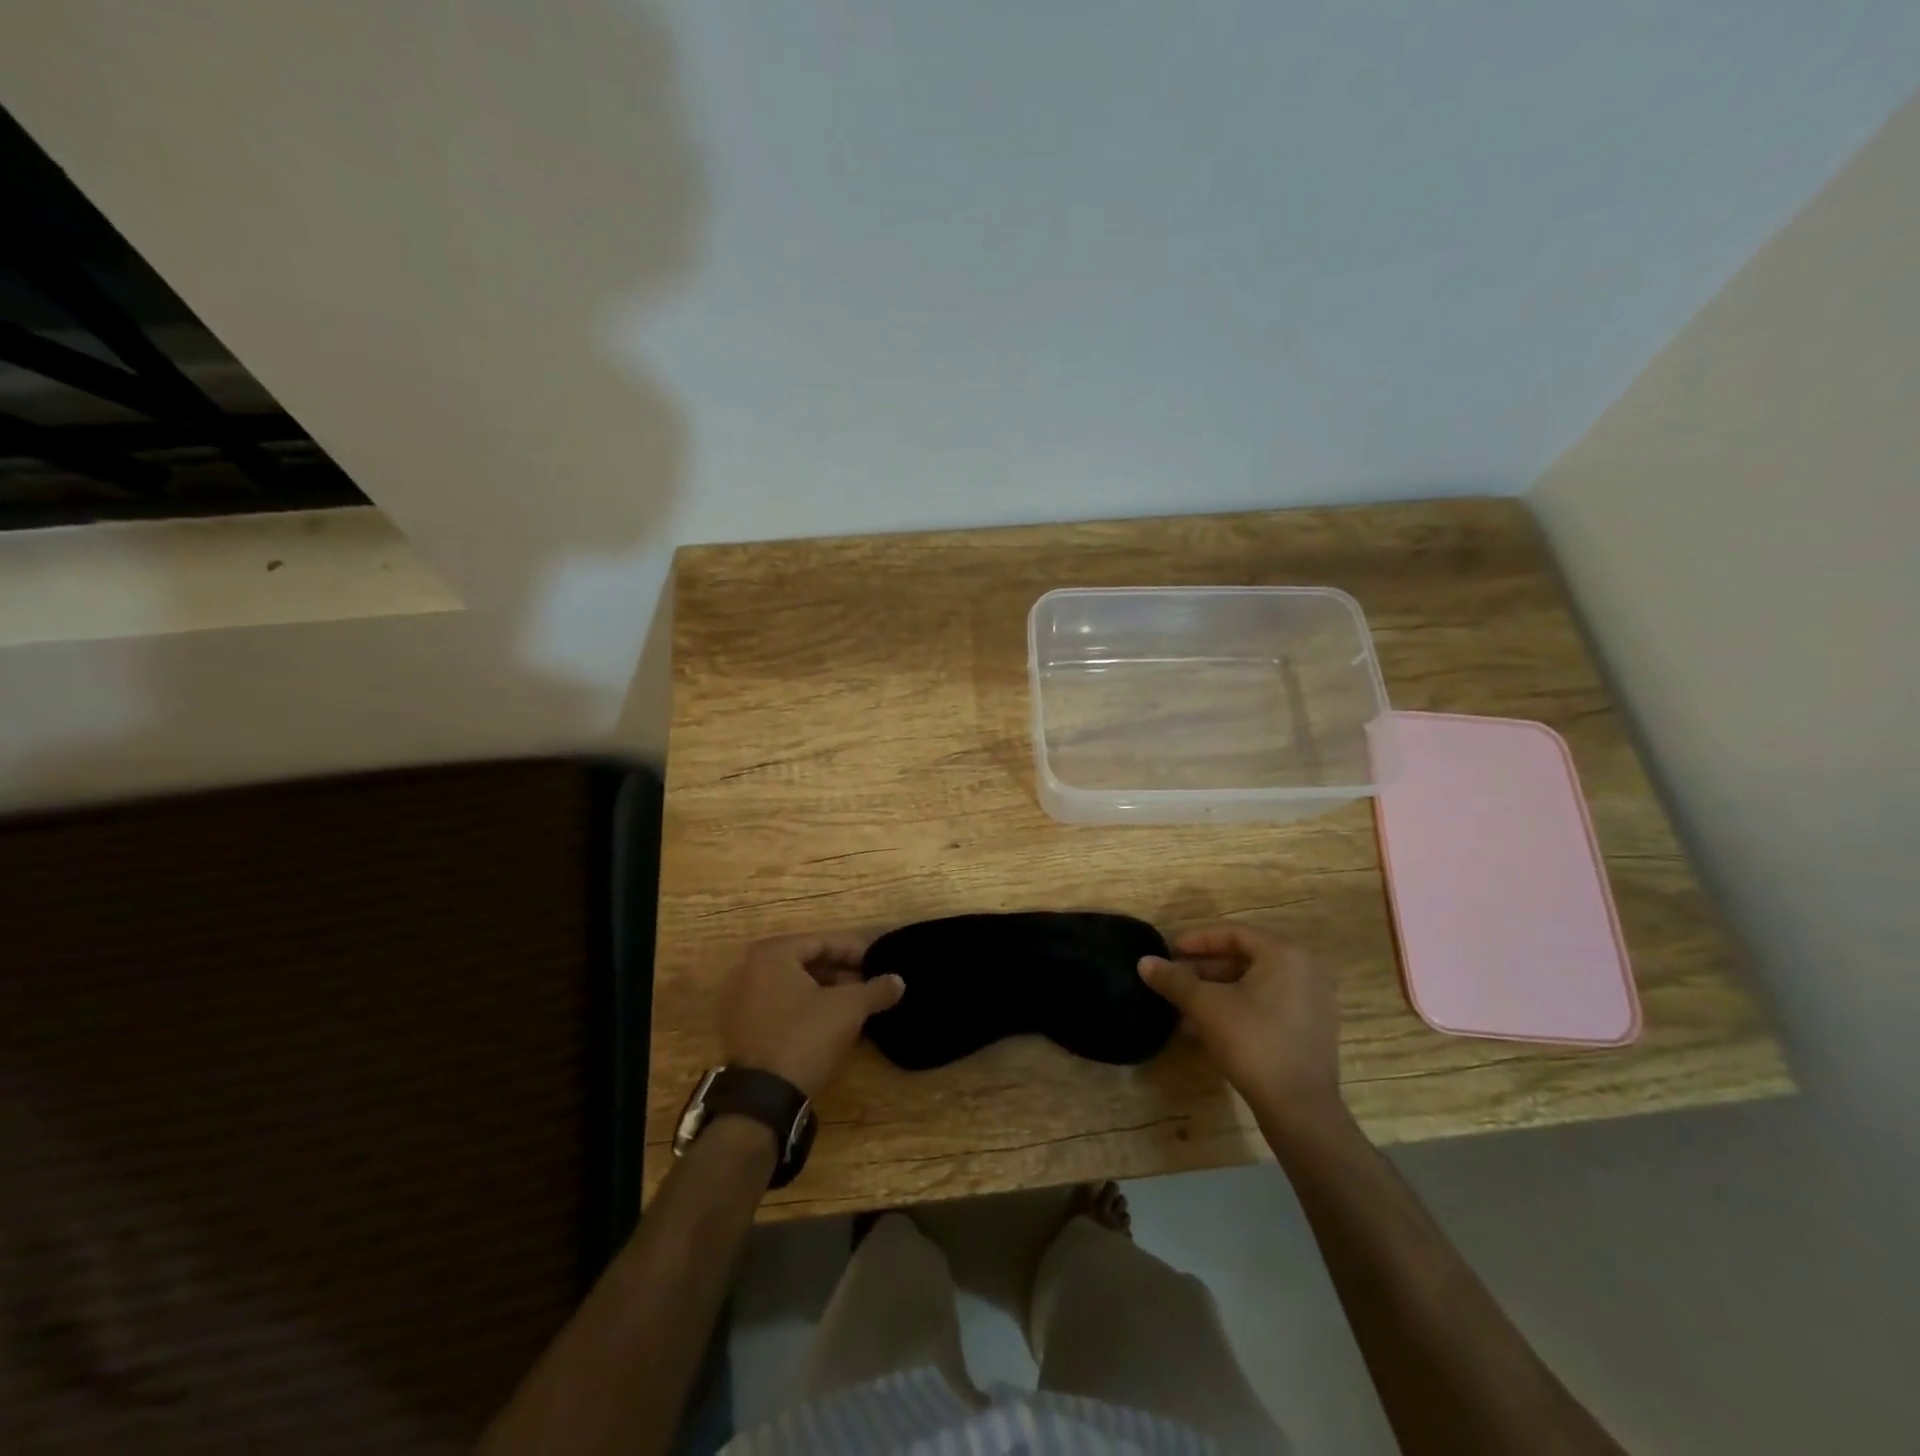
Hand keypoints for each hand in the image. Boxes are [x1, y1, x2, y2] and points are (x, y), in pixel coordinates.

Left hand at [718, 933, 903, 1098]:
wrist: (762, 1098)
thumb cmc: (805, 1037)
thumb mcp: (848, 1009)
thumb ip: (876, 989)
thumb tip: (898, 981)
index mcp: (771, 954)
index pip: (821, 942)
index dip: (853, 951)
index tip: (876, 962)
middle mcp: (748, 970)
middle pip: (803, 962)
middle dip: (838, 972)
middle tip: (867, 984)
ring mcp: (738, 1001)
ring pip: (790, 986)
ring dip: (822, 992)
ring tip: (852, 1004)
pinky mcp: (737, 1029)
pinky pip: (776, 1006)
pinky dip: (802, 1008)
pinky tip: (827, 1022)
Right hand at [1139, 922, 1344, 1128]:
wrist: (1299, 1108)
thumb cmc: (1252, 1042)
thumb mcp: (1205, 1006)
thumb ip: (1174, 979)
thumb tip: (1143, 962)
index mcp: (1285, 954)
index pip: (1233, 933)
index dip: (1197, 940)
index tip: (1170, 951)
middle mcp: (1306, 969)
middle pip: (1246, 958)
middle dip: (1205, 968)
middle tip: (1175, 978)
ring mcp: (1314, 1001)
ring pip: (1256, 983)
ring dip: (1219, 990)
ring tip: (1185, 1004)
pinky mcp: (1313, 1028)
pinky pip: (1270, 1003)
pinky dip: (1240, 1006)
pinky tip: (1210, 1025)